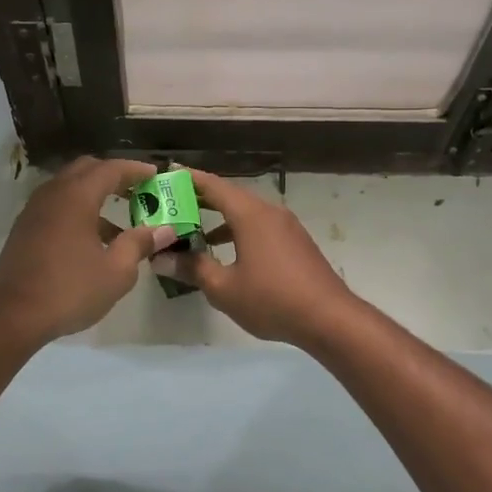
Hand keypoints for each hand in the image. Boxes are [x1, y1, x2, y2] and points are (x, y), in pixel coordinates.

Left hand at [0, 157, 170, 345]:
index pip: (111, 169)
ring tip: (121, 219)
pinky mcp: (25, 228)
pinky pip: (57, 206)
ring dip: (95, 194)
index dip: (136, 170)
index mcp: (77, 196)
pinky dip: (78, 210)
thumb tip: (165, 229)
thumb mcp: (116, 271)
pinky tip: (93, 239)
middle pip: (87, 169)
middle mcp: (53, 193)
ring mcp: (35, 210)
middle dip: (114, 175)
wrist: (11, 316)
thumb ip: (140, 244)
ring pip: (69, 188)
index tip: (156, 175)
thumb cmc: (69, 290)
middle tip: (138, 191)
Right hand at [155, 170, 357, 346]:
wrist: (330, 318)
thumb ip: (193, 269)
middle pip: (230, 196)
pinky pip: (260, 226)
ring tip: (194, 228)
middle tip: (172, 202)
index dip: (189, 179)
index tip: (167, 173)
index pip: (214, 186)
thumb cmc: (272, 299)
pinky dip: (238, 230)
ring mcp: (286, 226)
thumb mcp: (224, 288)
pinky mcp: (296, 242)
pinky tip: (227, 251)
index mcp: (250, 214)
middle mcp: (269, 212)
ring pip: (246, 212)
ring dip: (220, 218)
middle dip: (201, 198)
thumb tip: (161, 258)